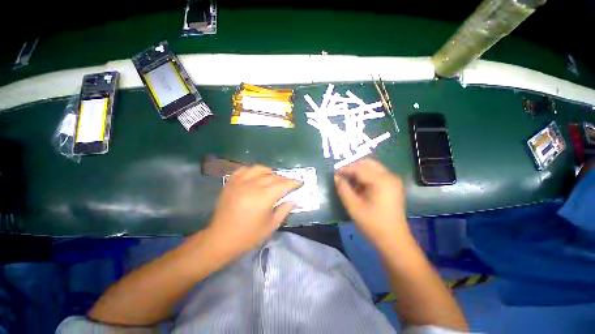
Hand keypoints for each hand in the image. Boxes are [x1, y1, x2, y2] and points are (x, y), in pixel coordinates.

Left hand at [207, 165, 301, 255]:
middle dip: (283, 179)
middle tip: (288, 184)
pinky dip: (253, 170)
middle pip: (272, 176)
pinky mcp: (230, 183)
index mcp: (263, 198)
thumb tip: (294, 199)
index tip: (299, 182)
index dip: (293, 182)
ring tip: (273, 178)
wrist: (221, 239)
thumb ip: (284, 210)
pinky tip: (256, 176)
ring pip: (259, 169)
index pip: (283, 184)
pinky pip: (244, 170)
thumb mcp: (271, 225)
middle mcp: (252, 186)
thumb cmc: (248, 236)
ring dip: (269, 172)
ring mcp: (239, 182)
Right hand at [334, 159, 408, 245]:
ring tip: (348, 181)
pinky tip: (358, 185)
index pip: (359, 168)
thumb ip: (343, 189)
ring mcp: (392, 181)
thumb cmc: (373, 224)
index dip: (345, 169)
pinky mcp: (392, 186)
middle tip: (342, 175)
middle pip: (368, 163)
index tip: (334, 172)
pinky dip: (365, 176)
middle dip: (353, 167)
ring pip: (372, 167)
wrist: (394, 240)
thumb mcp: (353, 206)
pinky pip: (376, 174)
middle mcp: (389, 176)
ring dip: (359, 171)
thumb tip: (336, 177)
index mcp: (381, 181)